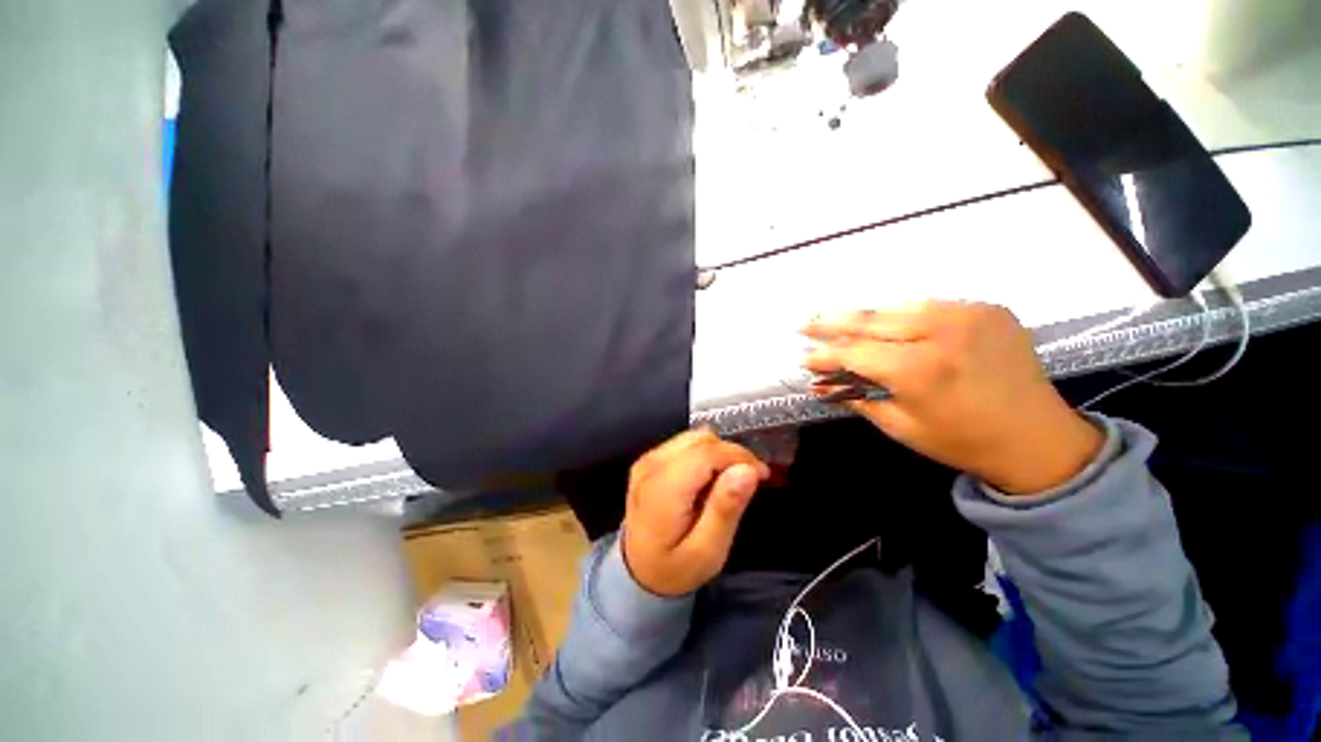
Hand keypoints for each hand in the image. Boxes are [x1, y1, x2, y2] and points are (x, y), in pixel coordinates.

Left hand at [622, 429, 769, 596]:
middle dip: (731, 454)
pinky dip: (704, 455)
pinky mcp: (649, 460)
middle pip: (701, 439)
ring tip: (728, 482)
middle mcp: (651, 465)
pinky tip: (708, 480)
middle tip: (747, 482)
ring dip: (718, 453)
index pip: (707, 452)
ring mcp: (647, 460)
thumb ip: (725, 508)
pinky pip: (684, 444)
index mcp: (662, 488)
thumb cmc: (674, 568)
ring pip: (694, 437)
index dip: (739, 456)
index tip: (761, 474)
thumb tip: (747, 470)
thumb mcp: (707, 552)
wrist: (637, 573)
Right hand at [804, 301, 1102, 494]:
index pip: (854, 352)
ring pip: (897, 307)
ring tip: (836, 321)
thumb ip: (856, 397)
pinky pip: (929, 306)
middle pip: (870, 320)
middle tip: (805, 323)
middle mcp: (942, 332)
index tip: (803, 355)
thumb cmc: (961, 441)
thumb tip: (820, 382)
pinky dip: (901, 315)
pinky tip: (886, 324)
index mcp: (919, 369)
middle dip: (831, 322)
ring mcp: (969, 314)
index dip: (824, 354)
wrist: (1037, 438)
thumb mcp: (899, 426)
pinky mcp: (987, 308)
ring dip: (865, 317)